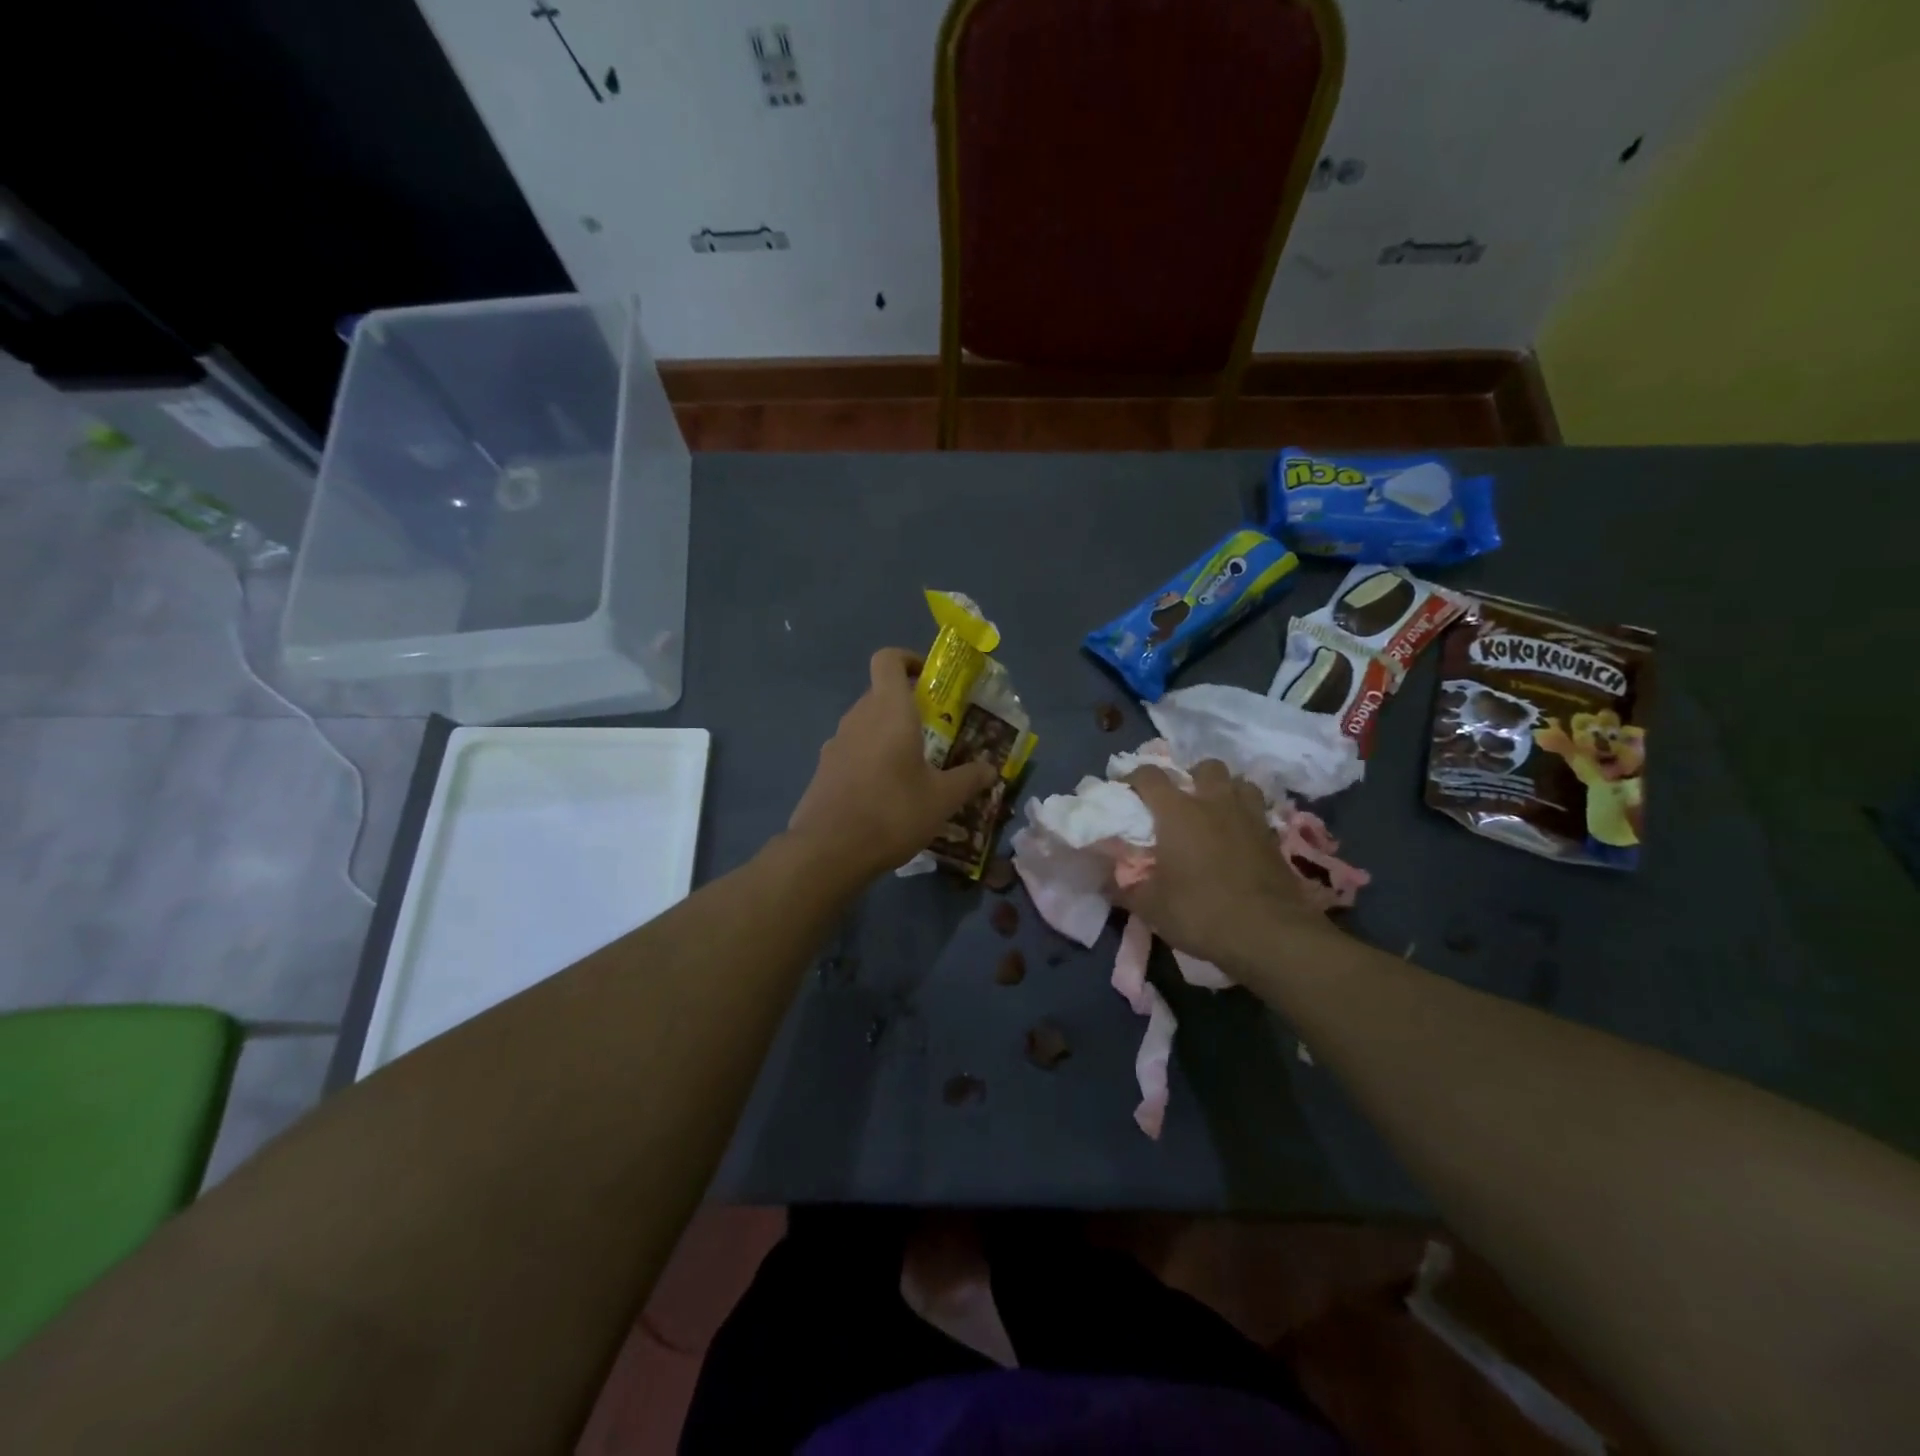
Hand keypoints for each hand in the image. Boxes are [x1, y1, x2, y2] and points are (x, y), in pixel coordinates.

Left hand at [787, 648, 998, 879]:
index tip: (929, 680)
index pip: (888, 659)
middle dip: (908, 706)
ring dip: (889, 734)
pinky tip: (886, 793)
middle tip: (936, 732)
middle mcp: (859, 717)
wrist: (829, 851)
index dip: (908, 659)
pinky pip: (853, 751)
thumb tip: (991, 769)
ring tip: (914, 767)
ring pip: (866, 724)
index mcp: (889, 710)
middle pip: (880, 693)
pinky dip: (871, 759)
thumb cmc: (893, 812)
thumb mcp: (942, 799)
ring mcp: (836, 743)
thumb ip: (969, 779)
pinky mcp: (824, 770)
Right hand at [1116, 760, 1342, 972]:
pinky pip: (1259, 811)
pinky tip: (1240, 837)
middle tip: (1181, 800)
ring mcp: (1249, 817)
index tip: (1125, 791)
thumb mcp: (1151, 906)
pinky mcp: (1274, 837)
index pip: (1149, 775)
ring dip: (1226, 790)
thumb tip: (1106, 881)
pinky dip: (1247, 816)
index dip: (1133, 777)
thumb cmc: (1200, 912)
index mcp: (1177, 811)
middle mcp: (1214, 803)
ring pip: (1240, 782)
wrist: (1269, 935)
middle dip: (1191, 776)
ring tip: (1215, 811)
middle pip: (1205, 767)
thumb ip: (1125, 888)